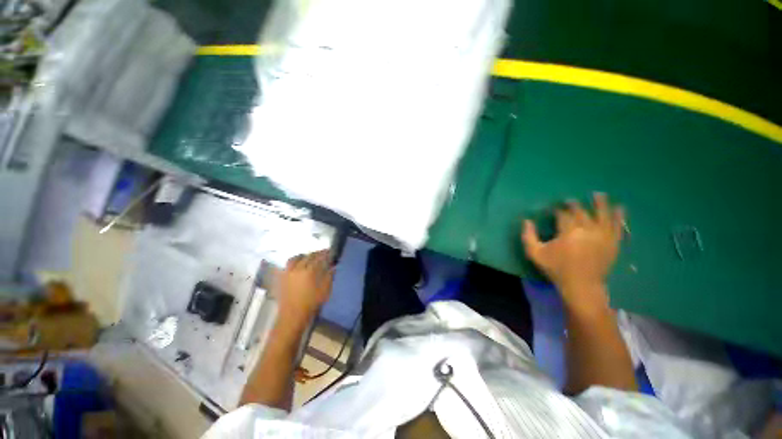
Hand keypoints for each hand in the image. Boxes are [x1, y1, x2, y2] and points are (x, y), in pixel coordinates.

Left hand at [278, 251, 333, 322]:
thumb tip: (333, 267)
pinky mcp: (281, 278)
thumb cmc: (311, 303)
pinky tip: (296, 265)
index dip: (324, 254)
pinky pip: (287, 266)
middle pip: (307, 256)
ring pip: (295, 259)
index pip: (318, 258)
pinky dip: (293, 263)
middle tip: (320, 254)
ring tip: (307, 257)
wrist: (292, 316)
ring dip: (302, 256)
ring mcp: (288, 273)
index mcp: (309, 271)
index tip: (329, 252)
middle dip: (315, 254)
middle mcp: (297, 269)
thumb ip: (329, 277)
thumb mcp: (324, 290)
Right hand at [521, 193, 623, 308]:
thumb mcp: (535, 253)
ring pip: (603, 214)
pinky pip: (618, 226)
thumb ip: (528, 236)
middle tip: (570, 201)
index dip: (558, 210)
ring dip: (600, 203)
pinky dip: (619, 216)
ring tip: (598, 194)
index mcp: (568, 231)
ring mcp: (603, 235)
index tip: (554, 209)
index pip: (563, 214)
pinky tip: (620, 208)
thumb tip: (527, 220)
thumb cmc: (557, 269)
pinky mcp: (613, 243)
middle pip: (581, 212)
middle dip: (575, 205)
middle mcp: (588, 229)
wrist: (582, 286)